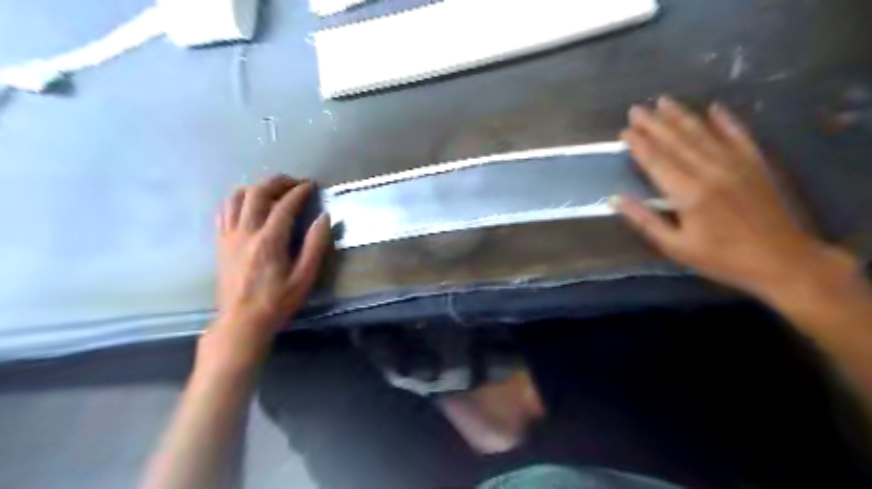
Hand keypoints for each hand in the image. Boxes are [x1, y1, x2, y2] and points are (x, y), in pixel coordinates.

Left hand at [199, 177, 332, 374]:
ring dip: (256, 187)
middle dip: (277, 182)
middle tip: (294, 183)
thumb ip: (315, 245)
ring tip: (272, 190)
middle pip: (257, 193)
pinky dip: (237, 199)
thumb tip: (324, 218)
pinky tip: (248, 203)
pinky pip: (224, 211)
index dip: (299, 192)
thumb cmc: (277, 301)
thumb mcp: (304, 277)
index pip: (284, 205)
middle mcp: (246, 232)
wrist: (241, 321)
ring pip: (237, 197)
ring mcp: (229, 236)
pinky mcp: (221, 242)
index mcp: (269, 241)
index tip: (311, 186)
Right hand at [613, 96, 845, 297]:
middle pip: (676, 141)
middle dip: (653, 124)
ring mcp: (736, 163)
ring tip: (662, 101)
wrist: (781, 260)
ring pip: (702, 133)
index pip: (656, 161)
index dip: (638, 144)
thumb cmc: (721, 258)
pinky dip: (726, 120)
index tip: (623, 131)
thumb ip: (645, 220)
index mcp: (688, 193)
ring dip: (680, 116)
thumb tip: (615, 199)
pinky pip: (739, 134)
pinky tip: (714, 107)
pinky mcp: (756, 163)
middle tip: (636, 109)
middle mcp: (710, 170)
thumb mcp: (675, 246)